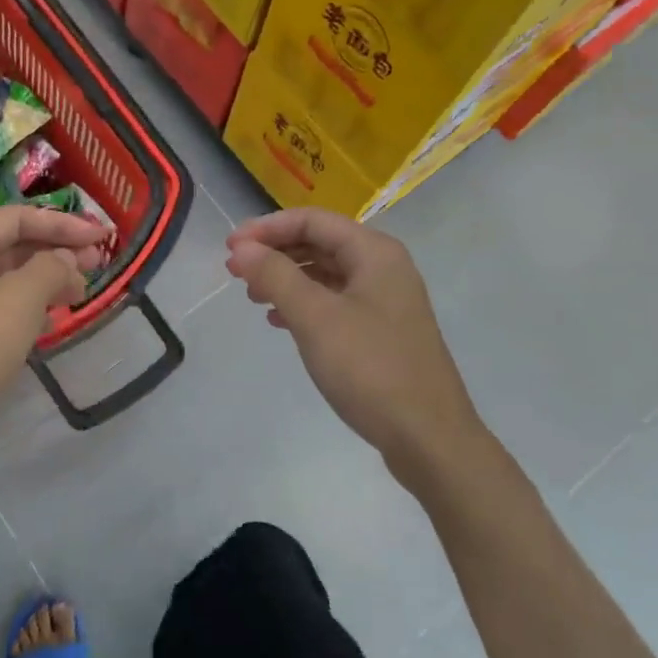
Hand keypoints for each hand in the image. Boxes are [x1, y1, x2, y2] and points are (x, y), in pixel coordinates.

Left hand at [0, 205, 108, 413]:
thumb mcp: (20, 299)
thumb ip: (50, 269)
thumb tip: (66, 259)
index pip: (19, 218)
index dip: (62, 222)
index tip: (99, 237)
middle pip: (16, 244)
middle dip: (58, 249)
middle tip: (96, 263)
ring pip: (12, 276)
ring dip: (49, 278)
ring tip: (81, 292)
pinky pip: (4, 304)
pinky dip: (32, 304)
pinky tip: (53, 319)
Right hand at [225, 210, 484, 493]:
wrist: (428, 437)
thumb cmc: (371, 369)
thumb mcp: (315, 318)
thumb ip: (276, 276)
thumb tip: (241, 248)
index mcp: (374, 252)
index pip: (312, 220)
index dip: (267, 228)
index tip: (229, 247)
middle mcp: (383, 268)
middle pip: (320, 243)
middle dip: (275, 252)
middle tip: (235, 271)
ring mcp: (385, 301)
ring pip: (326, 274)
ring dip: (286, 278)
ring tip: (252, 296)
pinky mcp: (381, 331)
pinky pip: (335, 302)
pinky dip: (304, 304)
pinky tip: (279, 321)